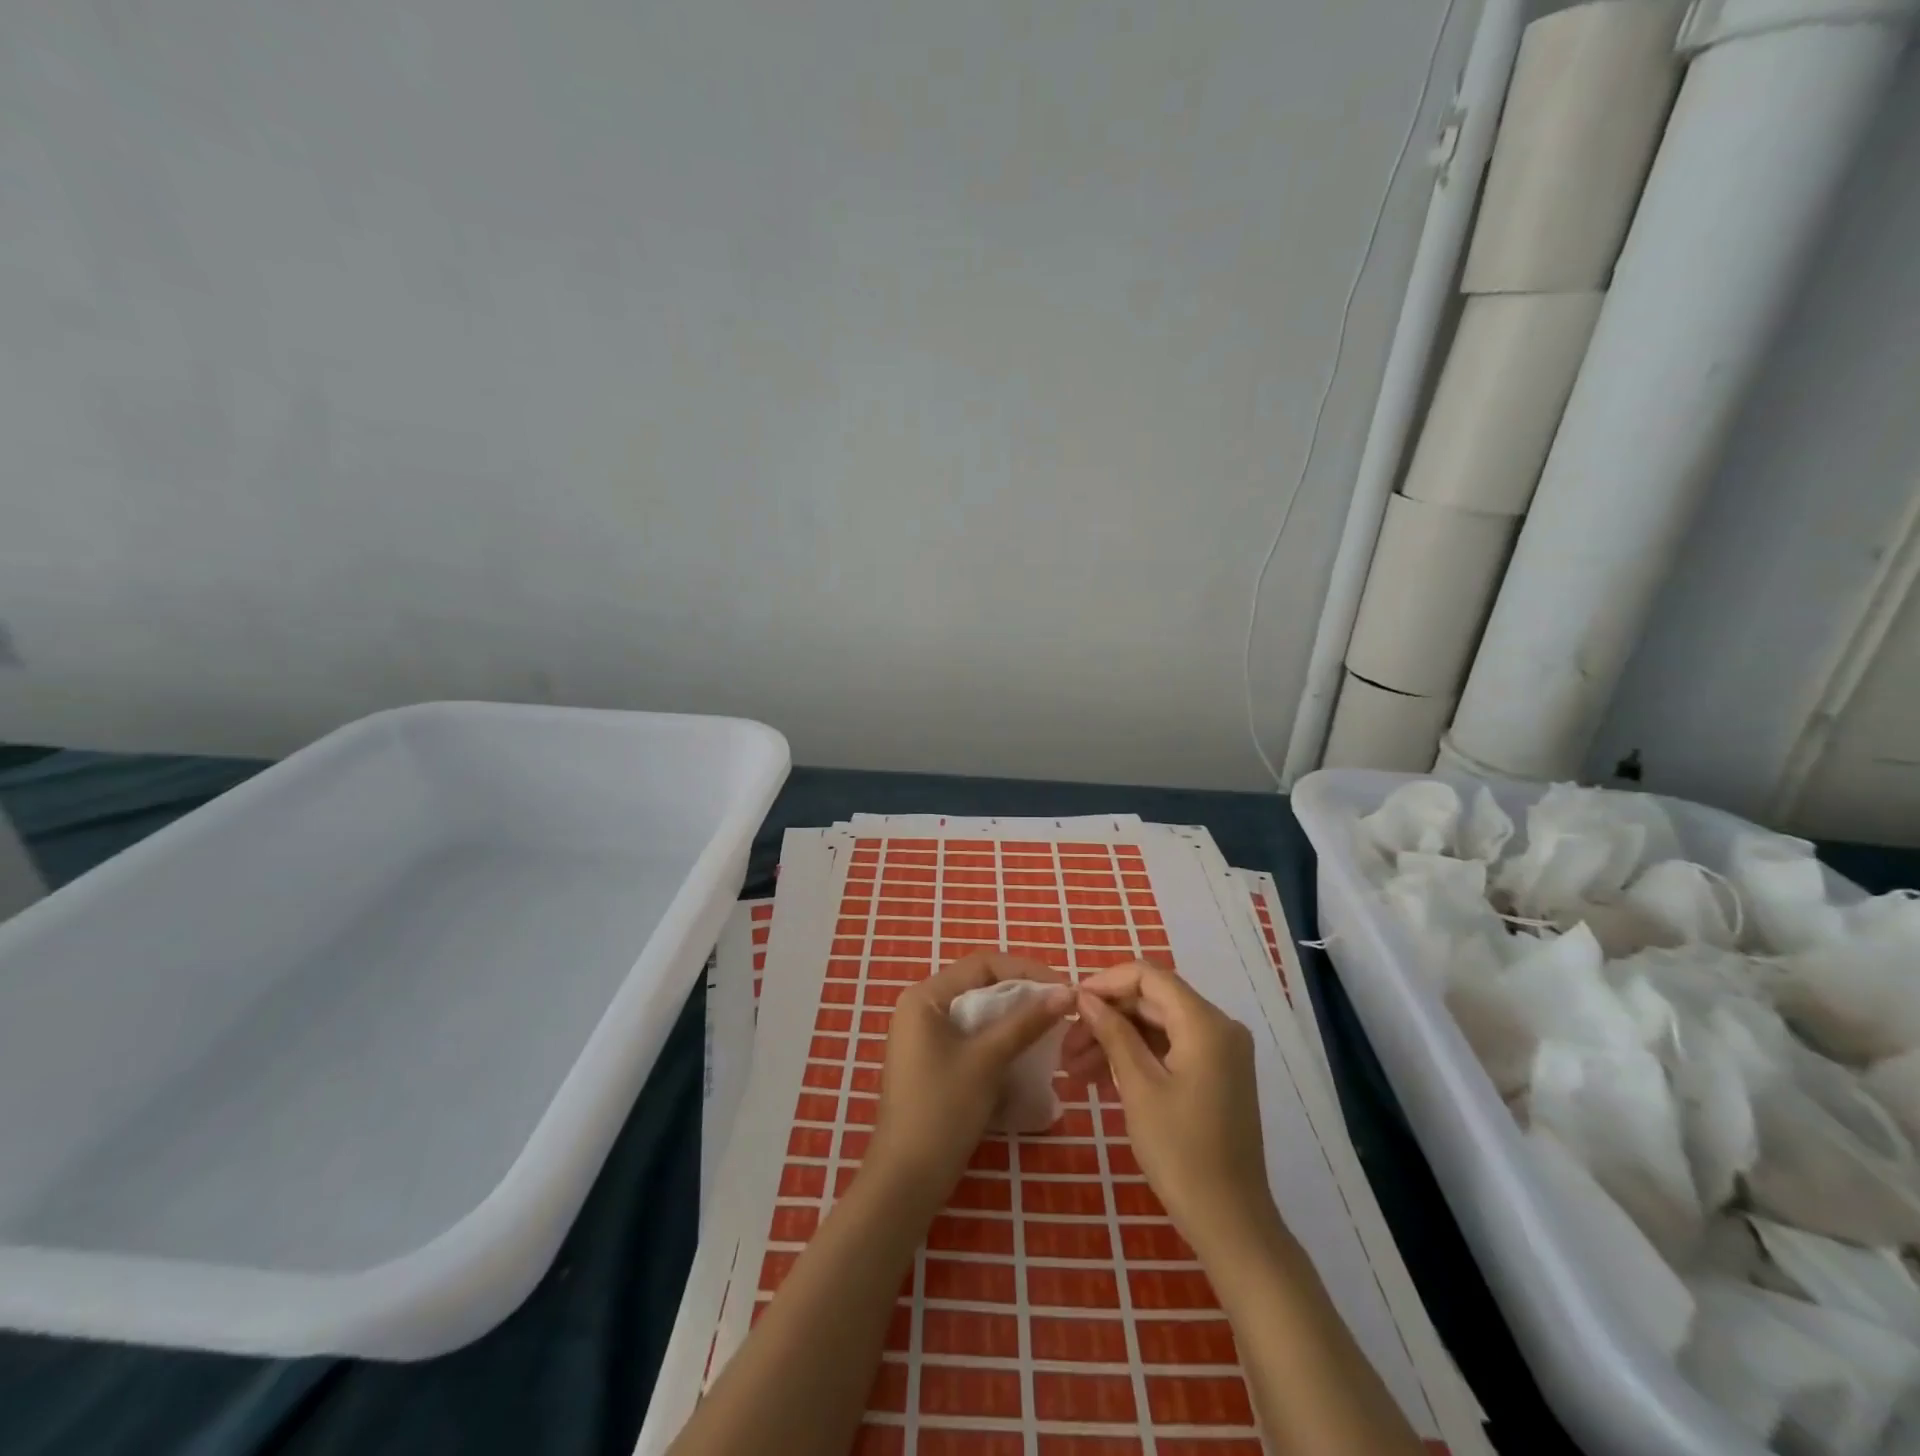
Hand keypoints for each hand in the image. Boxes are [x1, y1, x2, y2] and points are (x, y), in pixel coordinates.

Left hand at [868, 953, 1072, 1201]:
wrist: (906, 1179)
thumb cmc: (943, 1109)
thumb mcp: (988, 1060)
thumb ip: (1026, 1022)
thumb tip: (1066, 991)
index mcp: (925, 996)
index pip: (982, 964)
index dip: (1026, 970)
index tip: (1062, 987)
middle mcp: (920, 1007)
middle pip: (979, 984)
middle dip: (1021, 993)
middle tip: (1060, 1006)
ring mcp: (922, 1035)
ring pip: (976, 1011)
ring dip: (1012, 1017)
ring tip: (1049, 1027)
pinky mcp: (930, 1061)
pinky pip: (969, 1035)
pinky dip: (997, 1038)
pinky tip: (1023, 1051)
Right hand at [1071, 961, 1278, 1261]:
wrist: (1231, 1224)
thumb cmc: (1181, 1153)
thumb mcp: (1138, 1087)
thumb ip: (1113, 1033)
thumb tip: (1085, 997)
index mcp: (1206, 1023)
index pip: (1148, 976)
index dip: (1105, 983)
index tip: (1070, 1004)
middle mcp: (1219, 1027)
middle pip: (1151, 1001)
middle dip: (1106, 1018)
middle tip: (1065, 1048)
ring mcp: (1220, 1052)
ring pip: (1157, 1026)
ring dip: (1116, 1040)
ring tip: (1074, 1069)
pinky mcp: (1216, 1075)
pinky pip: (1170, 1048)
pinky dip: (1137, 1057)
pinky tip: (1101, 1078)